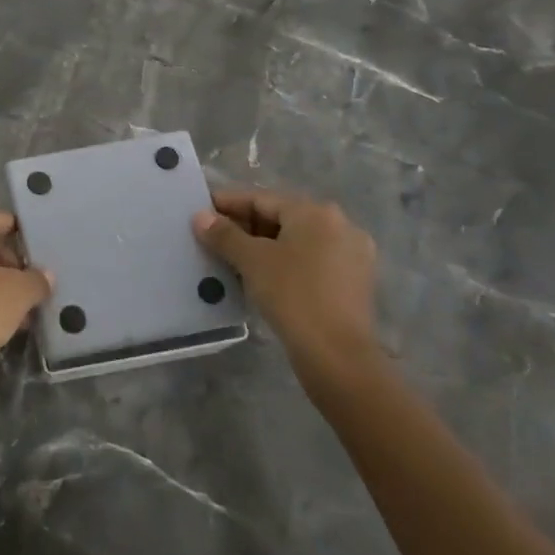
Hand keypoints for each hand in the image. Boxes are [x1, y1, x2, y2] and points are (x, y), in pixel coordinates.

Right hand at [193, 188, 379, 398]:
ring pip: (297, 240)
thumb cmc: (292, 295)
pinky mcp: (354, 282)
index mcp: (316, 212)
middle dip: (246, 226)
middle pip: (281, 217)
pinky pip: (311, 260)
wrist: (337, 356)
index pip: (262, 199)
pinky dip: (285, 262)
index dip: (228, 203)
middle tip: (214, 237)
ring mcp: (352, 254)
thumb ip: (224, 235)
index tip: (202, 211)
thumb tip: (200, 217)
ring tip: (233, 258)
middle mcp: (340, 225)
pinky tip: (263, 276)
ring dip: (264, 246)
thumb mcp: (252, 261)